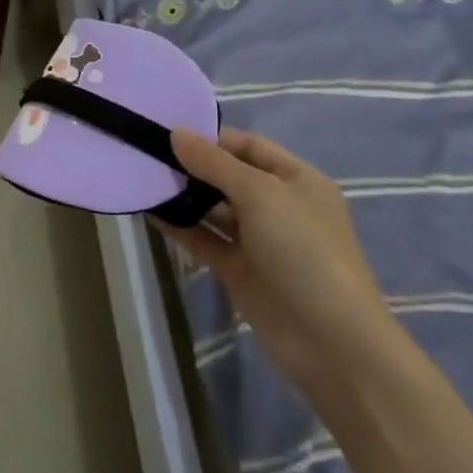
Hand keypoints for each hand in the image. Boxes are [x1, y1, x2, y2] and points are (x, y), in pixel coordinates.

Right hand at [155, 127, 400, 401]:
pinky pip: (204, 239)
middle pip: (228, 176)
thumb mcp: (260, 195)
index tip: (167, 132)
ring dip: (183, 195)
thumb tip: (176, 134)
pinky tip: (150, 213)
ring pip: (213, 209)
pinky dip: (180, 226)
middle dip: (192, 165)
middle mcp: (278, 206)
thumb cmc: (304, 251)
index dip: (212, 137)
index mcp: (297, 180)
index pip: (249, 146)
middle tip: (146, 154)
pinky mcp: (239, 269)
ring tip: (142, 180)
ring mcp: (258, 240)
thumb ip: (214, 164)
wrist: (330, 340)